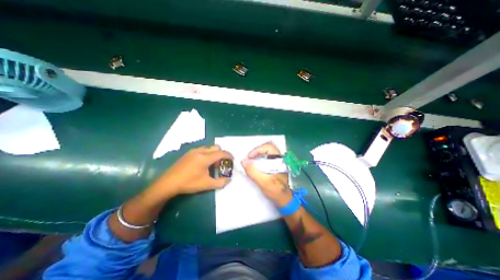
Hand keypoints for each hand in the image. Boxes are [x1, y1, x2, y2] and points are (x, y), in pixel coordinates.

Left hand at [152, 147, 233, 196]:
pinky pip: (202, 149)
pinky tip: (203, 163)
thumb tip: (229, 179)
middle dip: (222, 154)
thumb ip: (220, 182)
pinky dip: (208, 153)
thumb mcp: (206, 185)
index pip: (221, 153)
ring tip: (213, 164)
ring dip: (214, 153)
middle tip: (222, 163)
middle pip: (216, 147)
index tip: (233, 159)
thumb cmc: (189, 183)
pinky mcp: (189, 153)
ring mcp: (193, 151)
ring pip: (209, 147)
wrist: (168, 183)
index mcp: (205, 158)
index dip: (229, 155)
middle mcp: (200, 151)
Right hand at [242, 142, 293, 206]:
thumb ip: (253, 171)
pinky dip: (259, 159)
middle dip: (256, 151)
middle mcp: (279, 159)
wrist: (284, 200)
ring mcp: (277, 162)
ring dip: (257, 155)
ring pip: (266, 152)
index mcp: (279, 160)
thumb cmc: (276, 191)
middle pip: (267, 147)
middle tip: (249, 159)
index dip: (257, 150)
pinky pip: (266, 158)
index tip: (249, 157)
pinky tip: (255, 166)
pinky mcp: (274, 166)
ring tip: (250, 162)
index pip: (269, 147)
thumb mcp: (263, 182)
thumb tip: (243, 161)